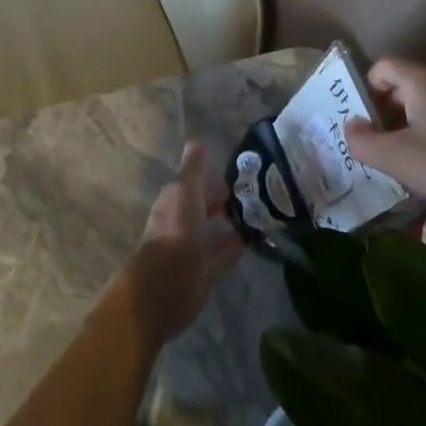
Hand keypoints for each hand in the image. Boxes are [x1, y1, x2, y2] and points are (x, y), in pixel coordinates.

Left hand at [120, 140, 244, 348]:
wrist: (167, 284)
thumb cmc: (175, 229)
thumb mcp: (184, 190)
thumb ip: (193, 168)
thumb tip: (196, 140)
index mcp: (175, 201)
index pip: (195, 184)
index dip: (214, 178)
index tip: (241, 174)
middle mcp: (182, 222)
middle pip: (205, 206)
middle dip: (224, 200)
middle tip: (256, 193)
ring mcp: (193, 248)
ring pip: (214, 230)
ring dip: (231, 222)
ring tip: (258, 214)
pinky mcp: (205, 271)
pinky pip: (223, 253)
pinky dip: (235, 245)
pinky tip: (252, 239)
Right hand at [341, 58, 425, 228]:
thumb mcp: (394, 158)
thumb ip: (361, 140)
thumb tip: (352, 126)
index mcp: (422, 76)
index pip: (382, 67)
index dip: (365, 92)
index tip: (364, 125)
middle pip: (403, 83)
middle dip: (385, 110)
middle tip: (378, 143)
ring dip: (409, 123)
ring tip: (405, 157)